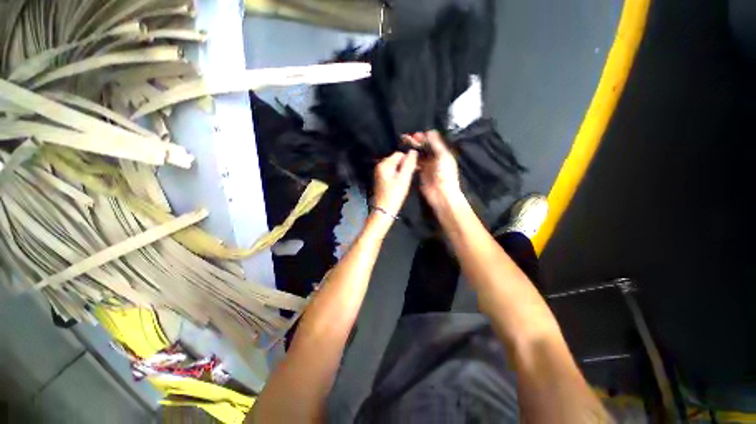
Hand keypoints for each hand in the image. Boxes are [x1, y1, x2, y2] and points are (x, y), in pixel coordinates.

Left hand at [373, 150, 417, 215]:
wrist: (384, 210)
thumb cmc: (394, 195)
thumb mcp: (404, 179)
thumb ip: (409, 164)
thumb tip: (413, 151)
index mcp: (384, 164)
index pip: (400, 154)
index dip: (407, 161)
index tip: (412, 171)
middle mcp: (380, 166)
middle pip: (397, 159)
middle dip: (404, 166)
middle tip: (407, 178)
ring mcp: (379, 173)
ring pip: (395, 166)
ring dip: (401, 171)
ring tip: (404, 182)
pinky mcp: (381, 179)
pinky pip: (391, 172)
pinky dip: (397, 176)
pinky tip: (399, 184)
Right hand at [402, 131, 461, 207]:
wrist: (442, 194)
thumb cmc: (445, 174)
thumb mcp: (443, 157)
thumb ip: (436, 144)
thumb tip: (430, 131)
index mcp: (442, 153)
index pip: (432, 142)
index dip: (423, 137)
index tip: (414, 134)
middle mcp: (434, 158)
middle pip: (424, 147)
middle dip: (415, 142)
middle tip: (405, 137)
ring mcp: (427, 166)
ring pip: (418, 155)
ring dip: (412, 150)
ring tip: (403, 145)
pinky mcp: (421, 174)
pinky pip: (415, 164)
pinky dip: (410, 160)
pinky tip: (405, 157)